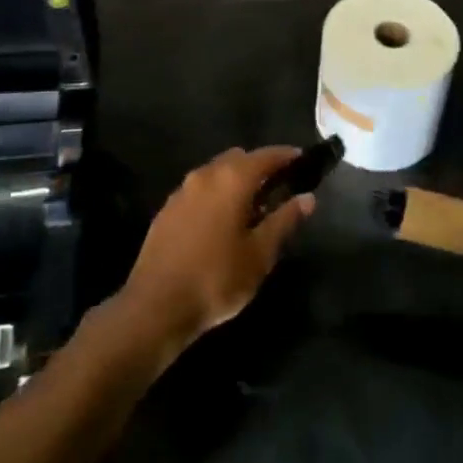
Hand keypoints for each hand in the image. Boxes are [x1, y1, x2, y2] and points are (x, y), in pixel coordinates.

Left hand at [119, 146, 315, 355]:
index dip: (286, 156)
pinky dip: (215, 195)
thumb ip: (284, 220)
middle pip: (238, 158)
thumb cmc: (217, 278)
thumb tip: (307, 198)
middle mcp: (205, 175)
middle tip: (277, 189)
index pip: (266, 155)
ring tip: (250, 208)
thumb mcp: (260, 254)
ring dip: (234, 181)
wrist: (155, 307)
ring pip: (215, 173)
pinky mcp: (166, 210)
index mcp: (232, 179)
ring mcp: (182, 191)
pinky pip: (198, 190)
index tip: (302, 160)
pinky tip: (220, 222)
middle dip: (259, 167)